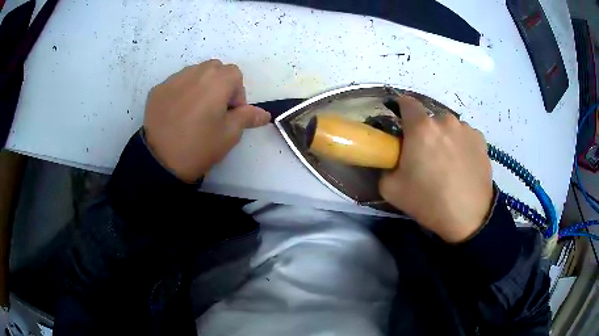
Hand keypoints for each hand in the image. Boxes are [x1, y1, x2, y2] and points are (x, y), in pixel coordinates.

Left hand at [143, 60, 270, 181]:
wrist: (160, 161)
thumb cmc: (200, 146)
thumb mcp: (230, 134)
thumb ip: (248, 117)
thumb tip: (265, 114)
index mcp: (216, 80)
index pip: (235, 74)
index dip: (237, 93)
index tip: (230, 113)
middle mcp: (195, 72)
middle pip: (215, 68)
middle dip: (219, 84)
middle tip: (214, 110)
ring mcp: (173, 79)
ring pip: (194, 72)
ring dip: (200, 85)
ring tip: (194, 110)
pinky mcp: (157, 89)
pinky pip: (176, 83)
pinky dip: (182, 92)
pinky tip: (177, 113)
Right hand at [379, 96, 492, 242]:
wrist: (469, 218)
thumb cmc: (429, 201)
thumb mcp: (391, 189)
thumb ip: (385, 166)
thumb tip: (392, 158)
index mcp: (421, 127)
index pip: (406, 102)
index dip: (401, 109)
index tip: (402, 125)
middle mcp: (445, 120)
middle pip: (429, 119)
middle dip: (424, 132)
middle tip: (426, 156)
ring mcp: (466, 128)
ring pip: (449, 127)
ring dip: (445, 138)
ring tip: (448, 164)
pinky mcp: (481, 140)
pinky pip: (465, 136)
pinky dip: (461, 145)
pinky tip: (463, 166)